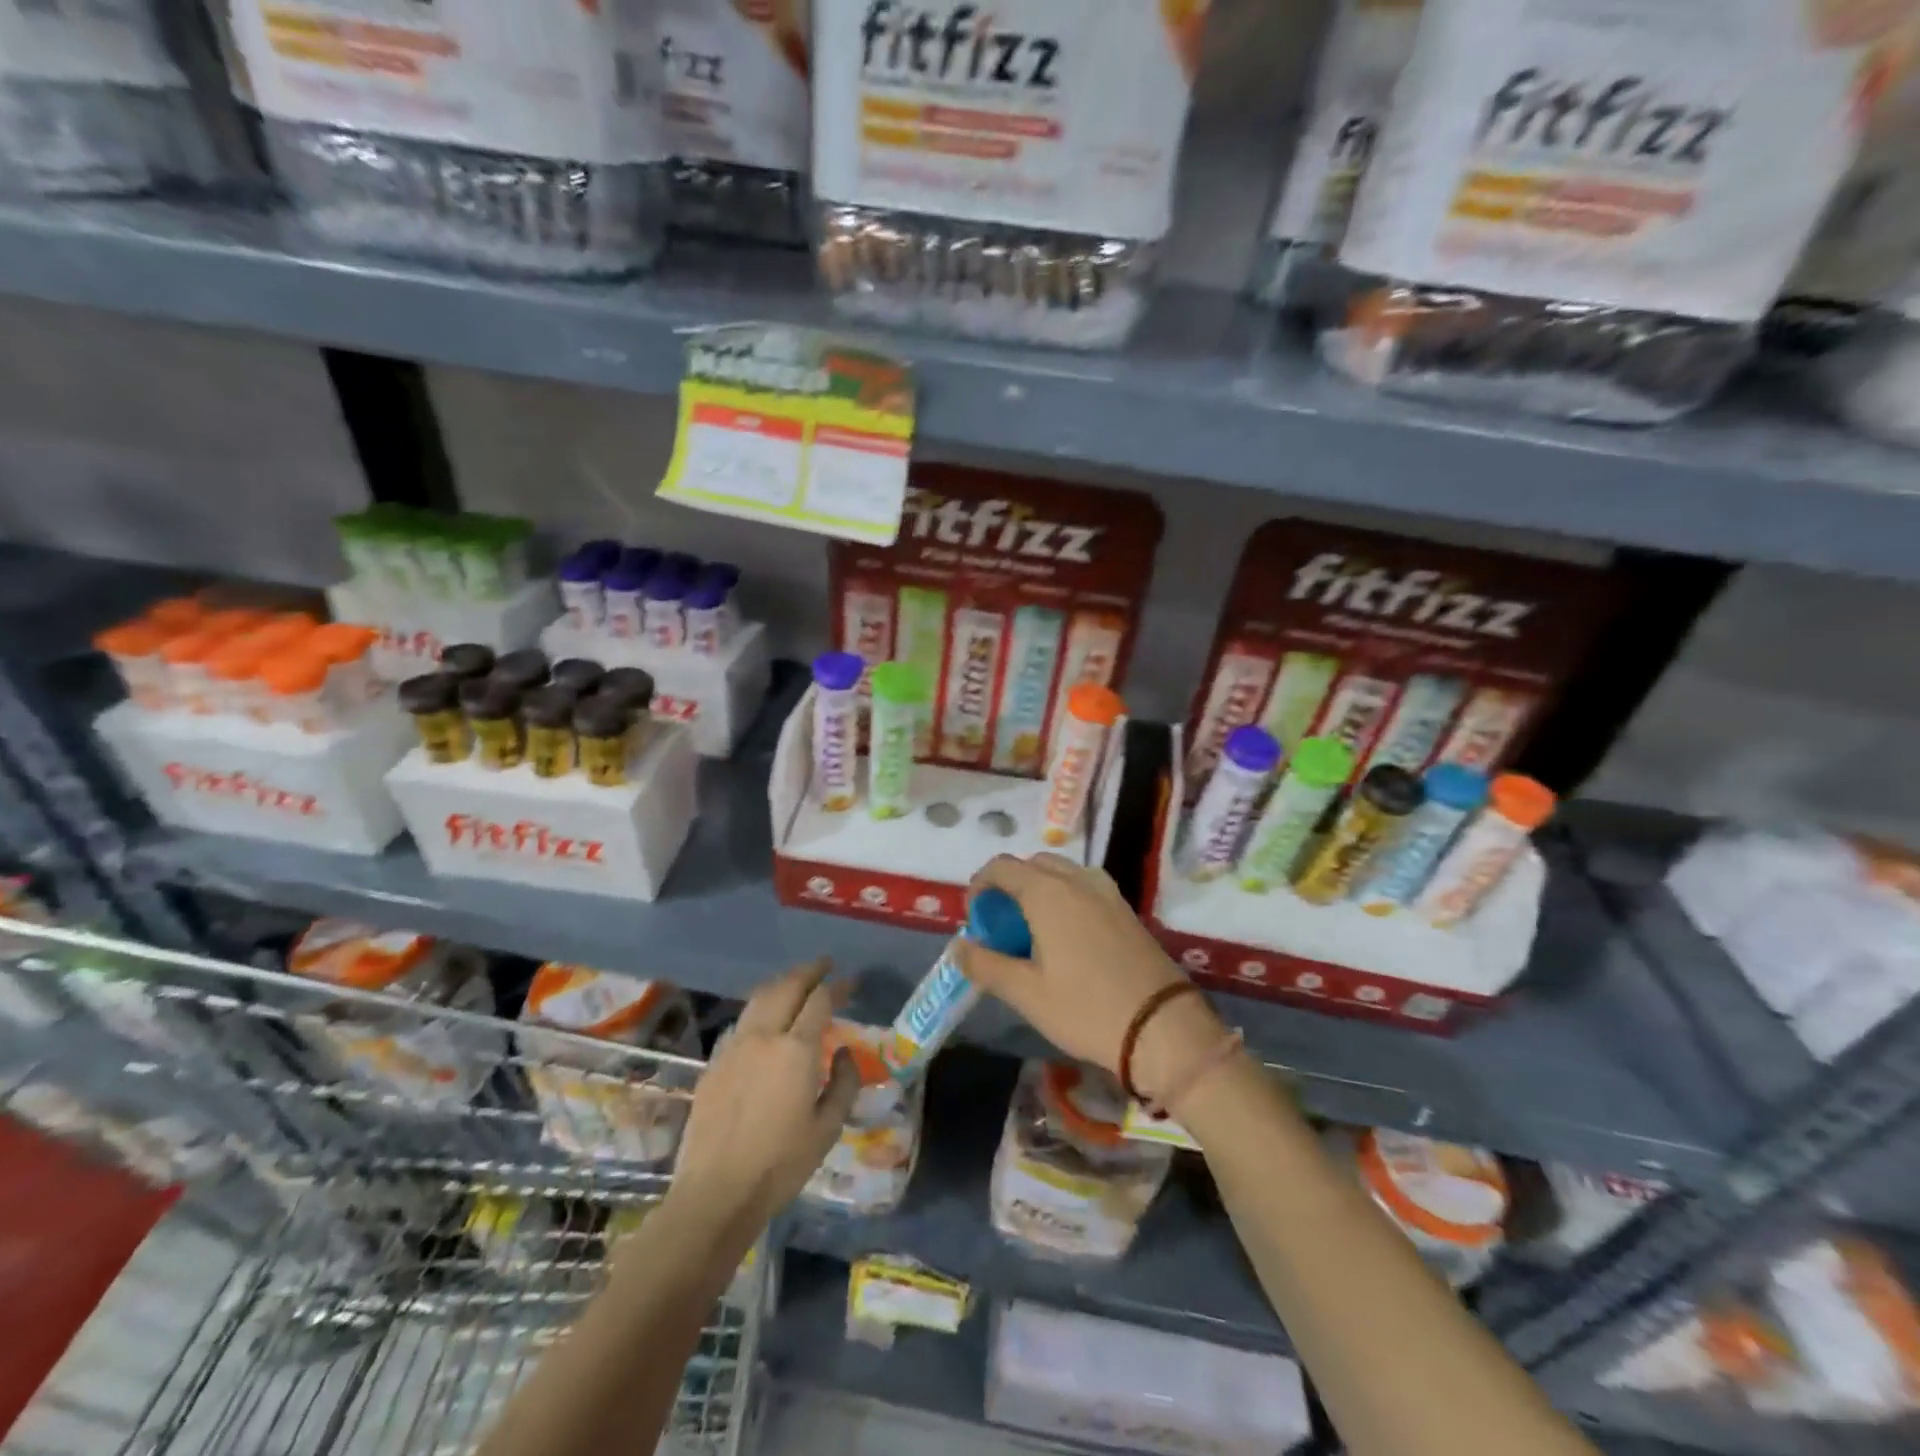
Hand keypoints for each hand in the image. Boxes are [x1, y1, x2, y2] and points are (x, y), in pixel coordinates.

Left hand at [667, 958, 858, 1240]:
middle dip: (809, 972)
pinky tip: (767, 1021)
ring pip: (760, 998)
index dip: (838, 986)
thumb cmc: (781, 1164)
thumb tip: (845, 1053)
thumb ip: (844, 1083)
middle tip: (825, 966)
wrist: (716, 1193)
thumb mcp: (828, 1128)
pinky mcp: (715, 1064)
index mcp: (796, 1049)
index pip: (820, 999)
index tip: (851, 983)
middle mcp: (764, 1036)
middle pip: (787, 987)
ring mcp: (734, 1047)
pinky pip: (743, 1022)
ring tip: (797, 983)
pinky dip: (761, 1009)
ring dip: (782, 984)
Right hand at [953, 854, 1226, 1103]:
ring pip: (1062, 874)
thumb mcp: (1026, 993)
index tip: (976, 919)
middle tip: (1002, 927)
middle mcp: (1078, 880)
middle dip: (1010, 887)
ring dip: (1039, 891)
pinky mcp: (1127, 909)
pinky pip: (1085, 888)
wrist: (1163, 1028)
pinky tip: (1067, 940)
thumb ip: (986, 965)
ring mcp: (1107, 892)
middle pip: (1033, 865)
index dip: (980, 886)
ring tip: (1033, 933)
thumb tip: (959, 947)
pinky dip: (1065, 899)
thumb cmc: (1086, 1009)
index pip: (1002, 867)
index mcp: (1048, 892)